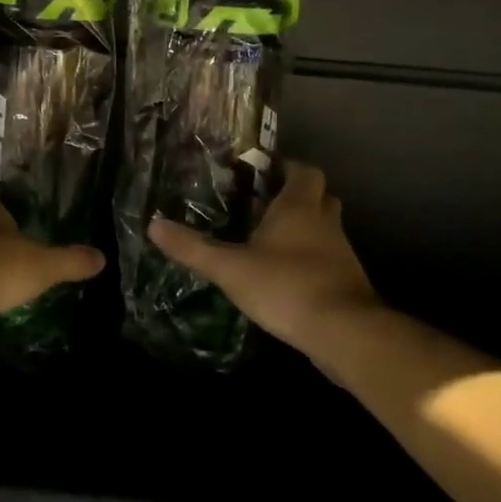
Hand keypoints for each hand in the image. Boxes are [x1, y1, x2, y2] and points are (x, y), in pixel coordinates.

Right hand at [148, 163, 375, 354]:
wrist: (345, 334)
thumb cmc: (286, 286)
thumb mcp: (230, 268)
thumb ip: (193, 248)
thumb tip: (153, 225)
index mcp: (299, 208)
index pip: (304, 171)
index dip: (287, 167)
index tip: (263, 171)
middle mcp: (325, 224)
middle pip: (318, 197)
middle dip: (295, 197)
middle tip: (263, 205)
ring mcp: (341, 254)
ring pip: (324, 230)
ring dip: (304, 230)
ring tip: (268, 241)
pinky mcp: (347, 284)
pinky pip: (328, 260)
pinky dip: (310, 261)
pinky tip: (285, 276)